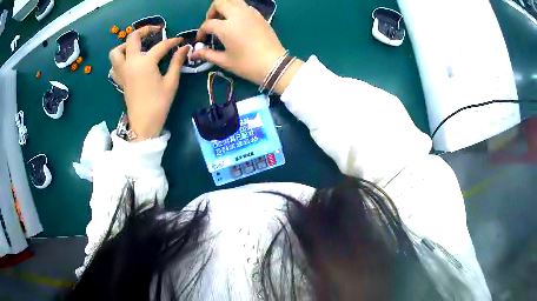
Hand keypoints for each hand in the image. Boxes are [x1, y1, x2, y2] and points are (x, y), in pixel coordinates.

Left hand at [109, 26, 189, 140]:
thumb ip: (177, 62)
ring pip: (116, 51)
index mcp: (145, 63)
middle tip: (155, 31)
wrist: (143, 124)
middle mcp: (131, 63)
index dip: (173, 42)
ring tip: (137, 47)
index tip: (181, 41)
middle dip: (144, 30)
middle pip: (132, 38)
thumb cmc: (159, 103)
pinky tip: (128, 62)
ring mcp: (122, 71)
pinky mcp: (119, 80)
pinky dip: (119, 60)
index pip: (161, 46)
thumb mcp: (171, 82)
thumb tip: (185, 48)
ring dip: (125, 45)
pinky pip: (114, 65)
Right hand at [194, 0, 302, 93]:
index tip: (201, 39)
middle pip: (220, 3)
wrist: (274, 65)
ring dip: (225, 6)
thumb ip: (207, 54)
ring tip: (223, 19)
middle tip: (211, 22)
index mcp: (226, 27)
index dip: (201, 31)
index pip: (208, 23)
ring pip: (234, 0)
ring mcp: (250, 13)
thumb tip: (194, 53)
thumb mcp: (225, 61)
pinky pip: (245, 6)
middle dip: (212, 11)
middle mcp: (237, 15)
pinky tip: (237, 21)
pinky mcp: (259, 16)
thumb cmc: (247, 64)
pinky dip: (237, 9)